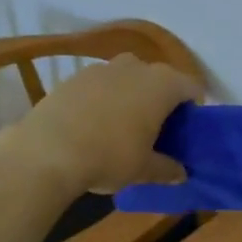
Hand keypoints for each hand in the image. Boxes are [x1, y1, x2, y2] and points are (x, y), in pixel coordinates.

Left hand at [0, 54, 202, 195]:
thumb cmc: (109, 156)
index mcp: (162, 84)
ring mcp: (101, 68)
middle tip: (156, 131)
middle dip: (160, 101)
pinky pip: (100, 86)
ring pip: (127, 79)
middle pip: (159, 80)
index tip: (187, 132)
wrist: (47, 151)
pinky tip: (93, 126)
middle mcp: (135, 66)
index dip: (194, 109)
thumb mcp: (143, 169)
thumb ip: (167, 168)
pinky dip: (103, 100)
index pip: (192, 88)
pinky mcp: (73, 77)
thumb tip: (180, 174)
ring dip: (130, 98)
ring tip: (122, 128)